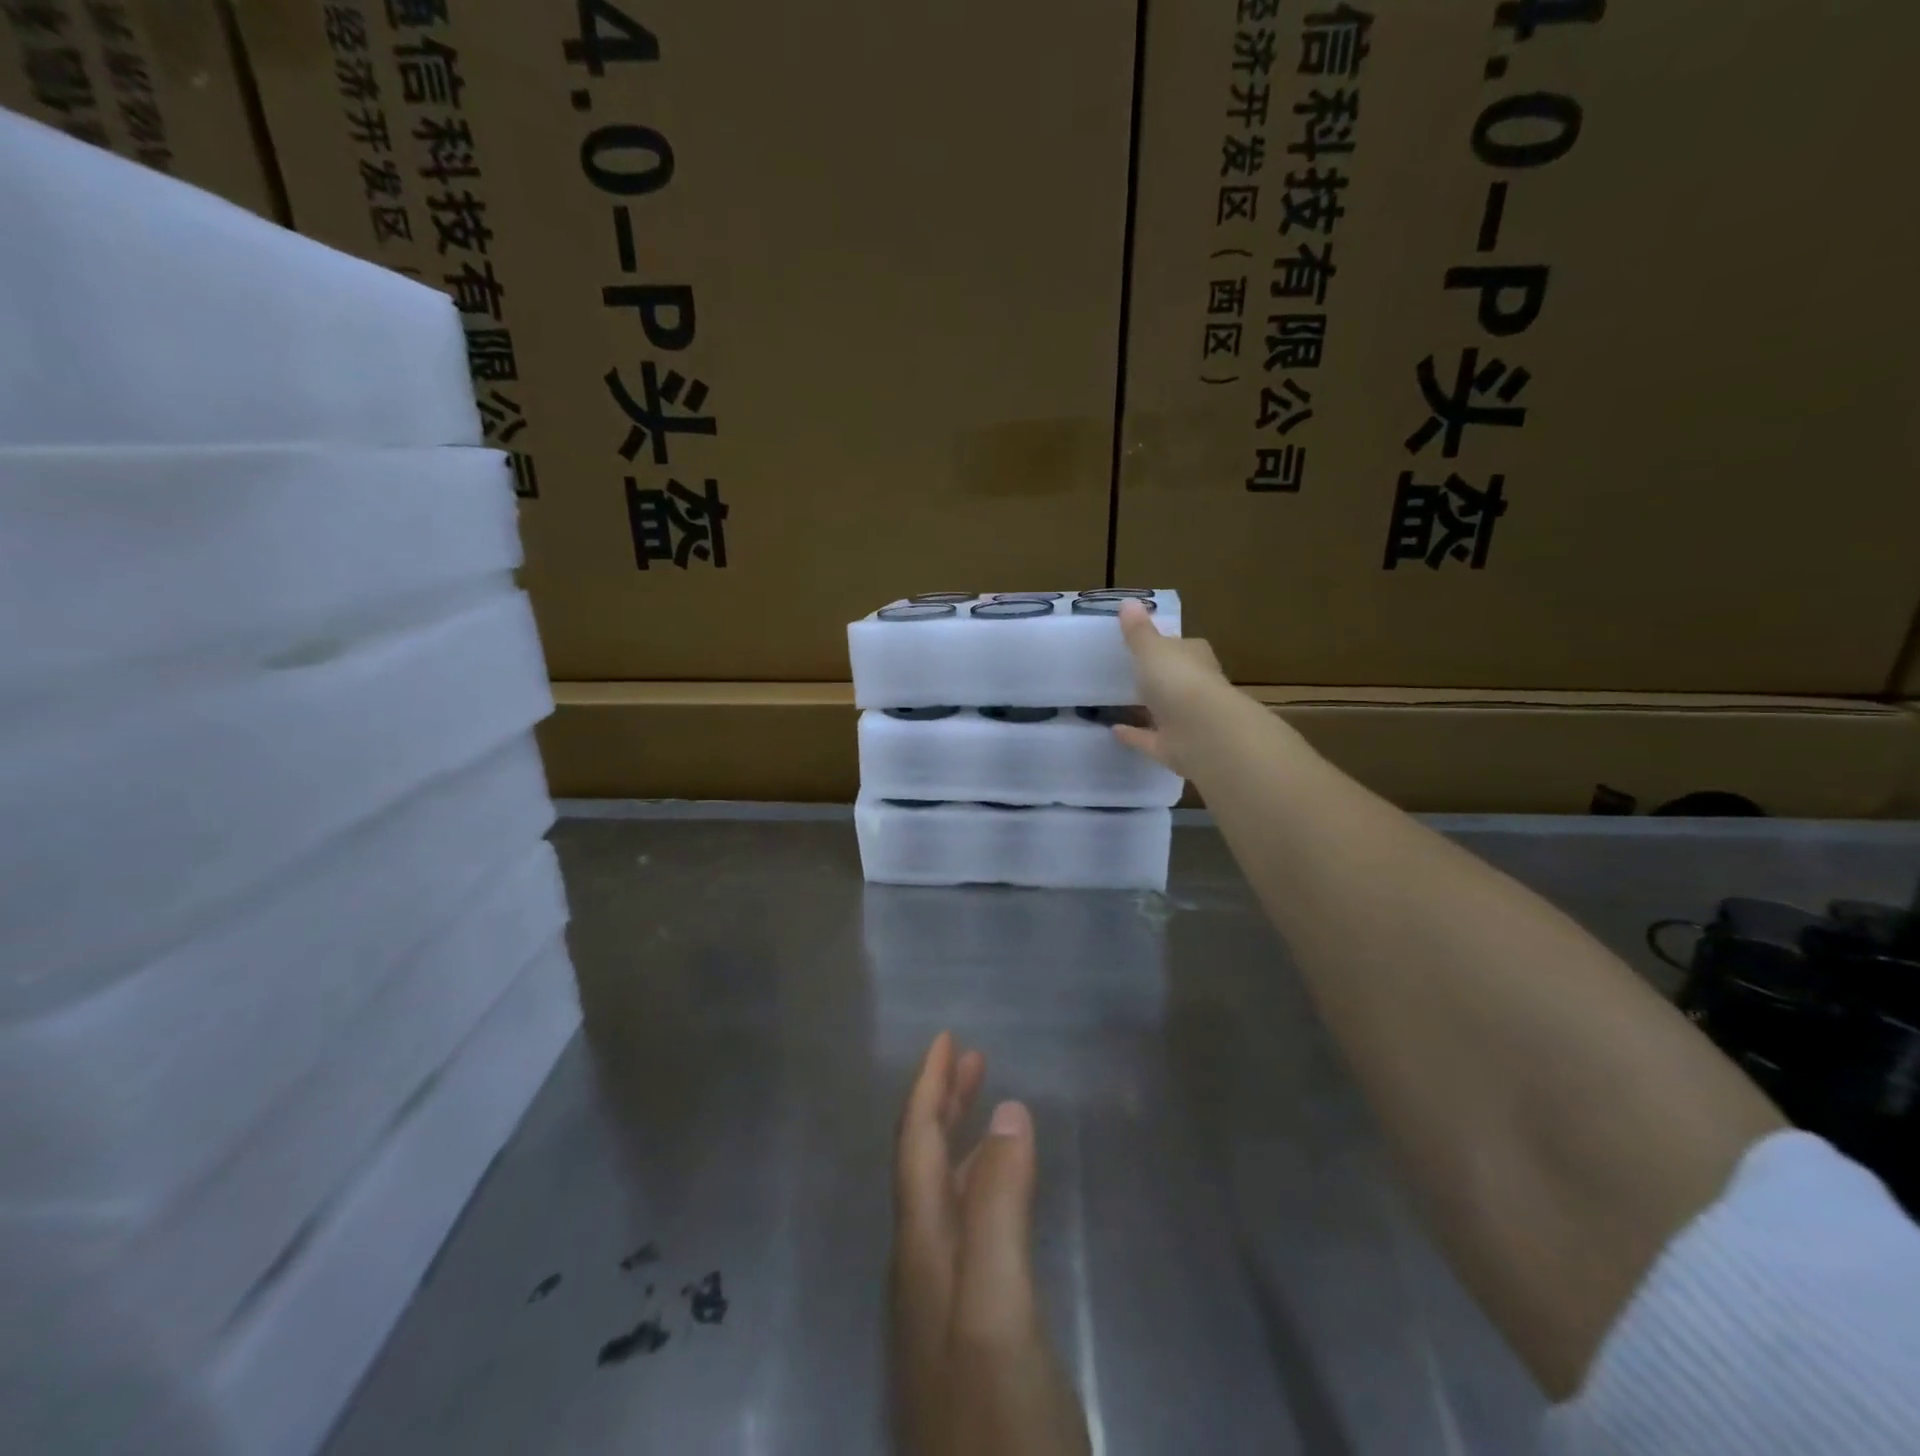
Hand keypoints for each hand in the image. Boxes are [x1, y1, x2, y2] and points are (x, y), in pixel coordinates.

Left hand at [891, 1033, 1089, 1455]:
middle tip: (971, 1058)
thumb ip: (998, 1209)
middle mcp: (923, 1271)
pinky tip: (1004, 1199)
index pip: (916, 1146)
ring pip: (945, 1198)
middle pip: (924, 1166)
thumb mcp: (999, 1312)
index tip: (946, 1037)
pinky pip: (968, 1234)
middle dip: (943, 1104)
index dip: (928, 1087)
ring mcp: (944, 1309)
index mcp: (923, 1252)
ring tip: (990, 1107)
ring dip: (962, 1143)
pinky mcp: (970, 1340)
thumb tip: (1006, 1112)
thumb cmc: (1000, 1430)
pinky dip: (982, 1191)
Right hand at [1113, 598, 1239, 778]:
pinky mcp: (1174, 747)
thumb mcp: (1152, 649)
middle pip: (1175, 679)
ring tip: (1117, 703)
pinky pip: (1150, 738)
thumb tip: (1128, 602)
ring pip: (1164, 711)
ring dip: (1146, 708)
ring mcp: (1186, 720)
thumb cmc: (1179, 680)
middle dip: (1157, 678)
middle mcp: (1195, 687)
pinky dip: (1134, 735)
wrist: (1203, 732)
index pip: (1183, 647)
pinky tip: (1113, 731)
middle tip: (1128, 674)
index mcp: (1194, 659)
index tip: (1143, 645)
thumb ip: (1138, 631)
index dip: (1167, 646)